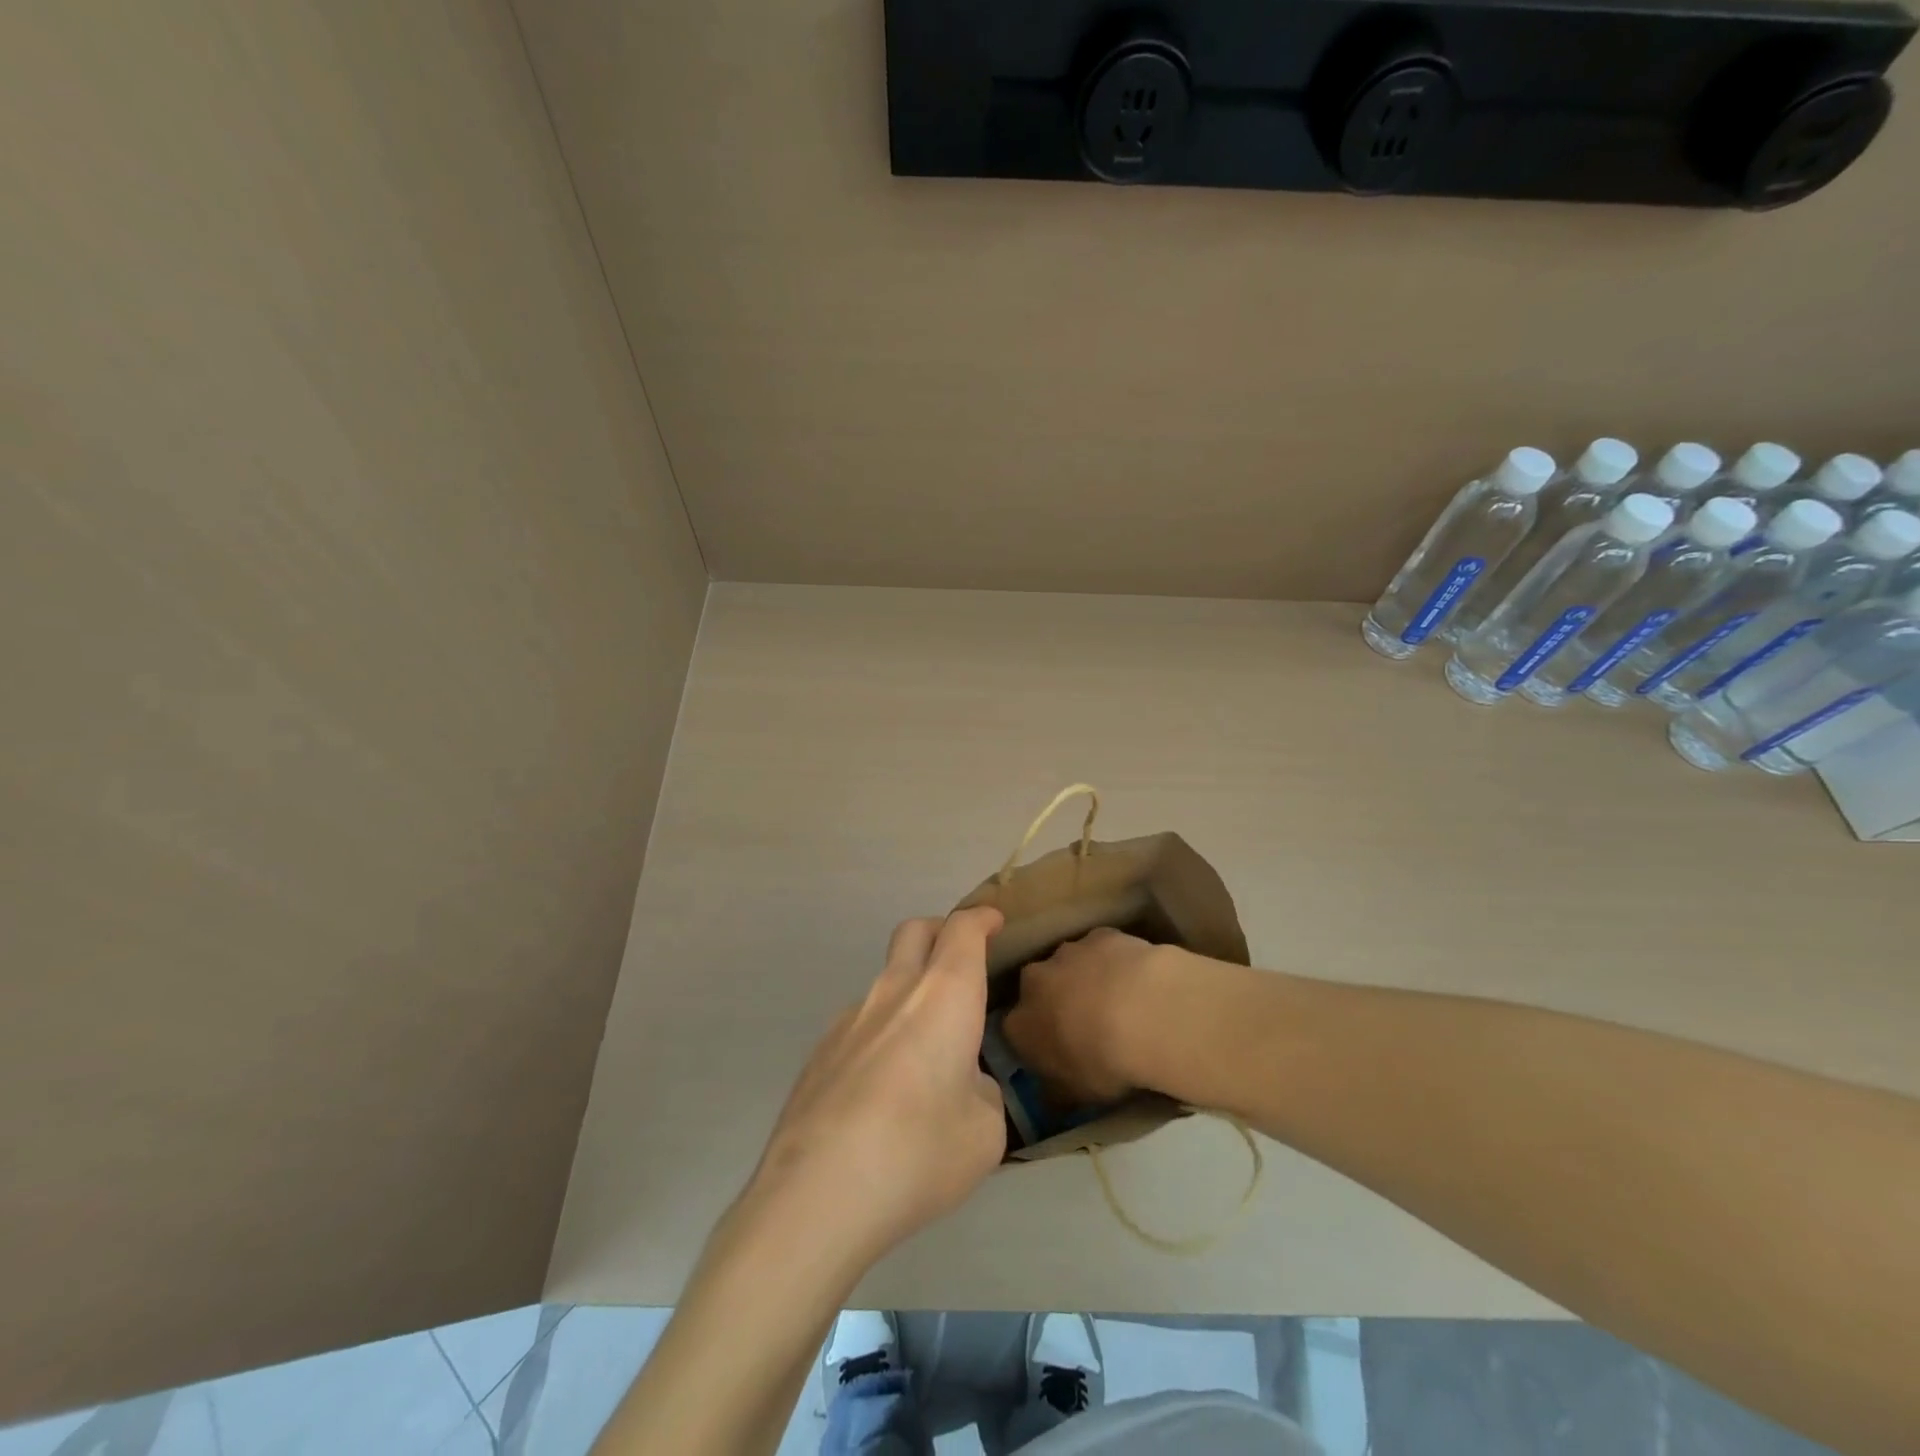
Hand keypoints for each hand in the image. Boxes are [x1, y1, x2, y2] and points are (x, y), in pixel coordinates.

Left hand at [744, 908, 1007, 1272]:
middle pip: (914, 931)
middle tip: (961, 960)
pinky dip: (883, 1031)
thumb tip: (963, 1083)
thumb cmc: (918, 1153)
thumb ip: (982, 1092)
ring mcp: (849, 1018)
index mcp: (943, 996)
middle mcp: (893, 992)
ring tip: (927, 1050)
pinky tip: (885, 1089)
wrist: (816, 1195)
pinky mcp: (820, 1052)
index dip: (981, 919)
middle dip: (941, 931)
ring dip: (911, 990)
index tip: (994, 923)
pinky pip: (861, 1023)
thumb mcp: (985, 1132)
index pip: (962, 930)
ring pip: (885, 979)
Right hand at [1003, 927, 1169, 1107]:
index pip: (1016, 1031)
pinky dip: (1113, 961)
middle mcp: (1034, 981)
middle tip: (1084, 1024)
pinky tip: (1136, 978)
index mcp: (1020, 1024)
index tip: (1057, 1053)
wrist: (1144, 1013)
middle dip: (1055, 1002)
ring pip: (1069, 965)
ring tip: (1117, 1001)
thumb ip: (1057, 1092)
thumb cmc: (1104, 1063)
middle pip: (1038, 990)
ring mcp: (1067, 952)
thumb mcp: (1077, 1095)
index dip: (1036, 1041)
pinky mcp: (1100, 934)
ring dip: (1084, 978)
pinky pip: (1101, 948)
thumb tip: (1050, 1096)